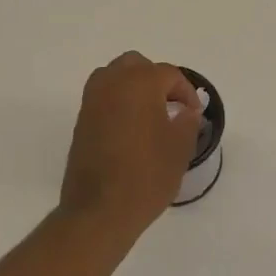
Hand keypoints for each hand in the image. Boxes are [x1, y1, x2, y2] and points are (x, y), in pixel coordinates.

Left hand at [58, 53, 202, 240]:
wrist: (100, 209)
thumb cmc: (146, 175)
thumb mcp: (179, 148)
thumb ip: (188, 121)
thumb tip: (187, 111)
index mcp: (140, 83)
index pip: (169, 74)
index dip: (186, 92)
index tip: (194, 114)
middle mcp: (112, 83)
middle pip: (136, 65)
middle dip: (156, 80)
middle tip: (171, 105)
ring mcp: (91, 101)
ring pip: (114, 77)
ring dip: (133, 87)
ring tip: (150, 114)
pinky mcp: (81, 120)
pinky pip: (102, 97)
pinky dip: (118, 102)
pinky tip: (131, 128)